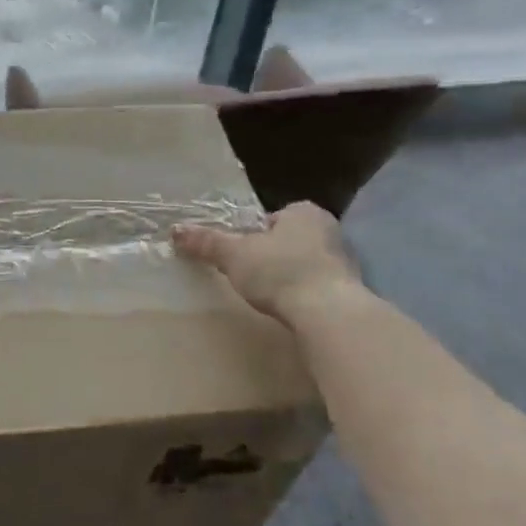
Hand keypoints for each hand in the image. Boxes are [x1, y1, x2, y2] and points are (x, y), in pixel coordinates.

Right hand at [172, 202, 361, 323]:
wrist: (329, 313)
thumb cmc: (280, 271)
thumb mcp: (234, 255)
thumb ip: (207, 242)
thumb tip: (175, 230)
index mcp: (303, 212)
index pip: (272, 218)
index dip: (253, 235)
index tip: (241, 254)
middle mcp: (329, 230)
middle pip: (289, 240)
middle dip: (272, 255)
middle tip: (251, 274)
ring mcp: (345, 261)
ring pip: (306, 263)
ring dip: (290, 276)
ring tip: (269, 295)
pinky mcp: (350, 291)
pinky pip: (319, 287)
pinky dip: (305, 295)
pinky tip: (291, 308)